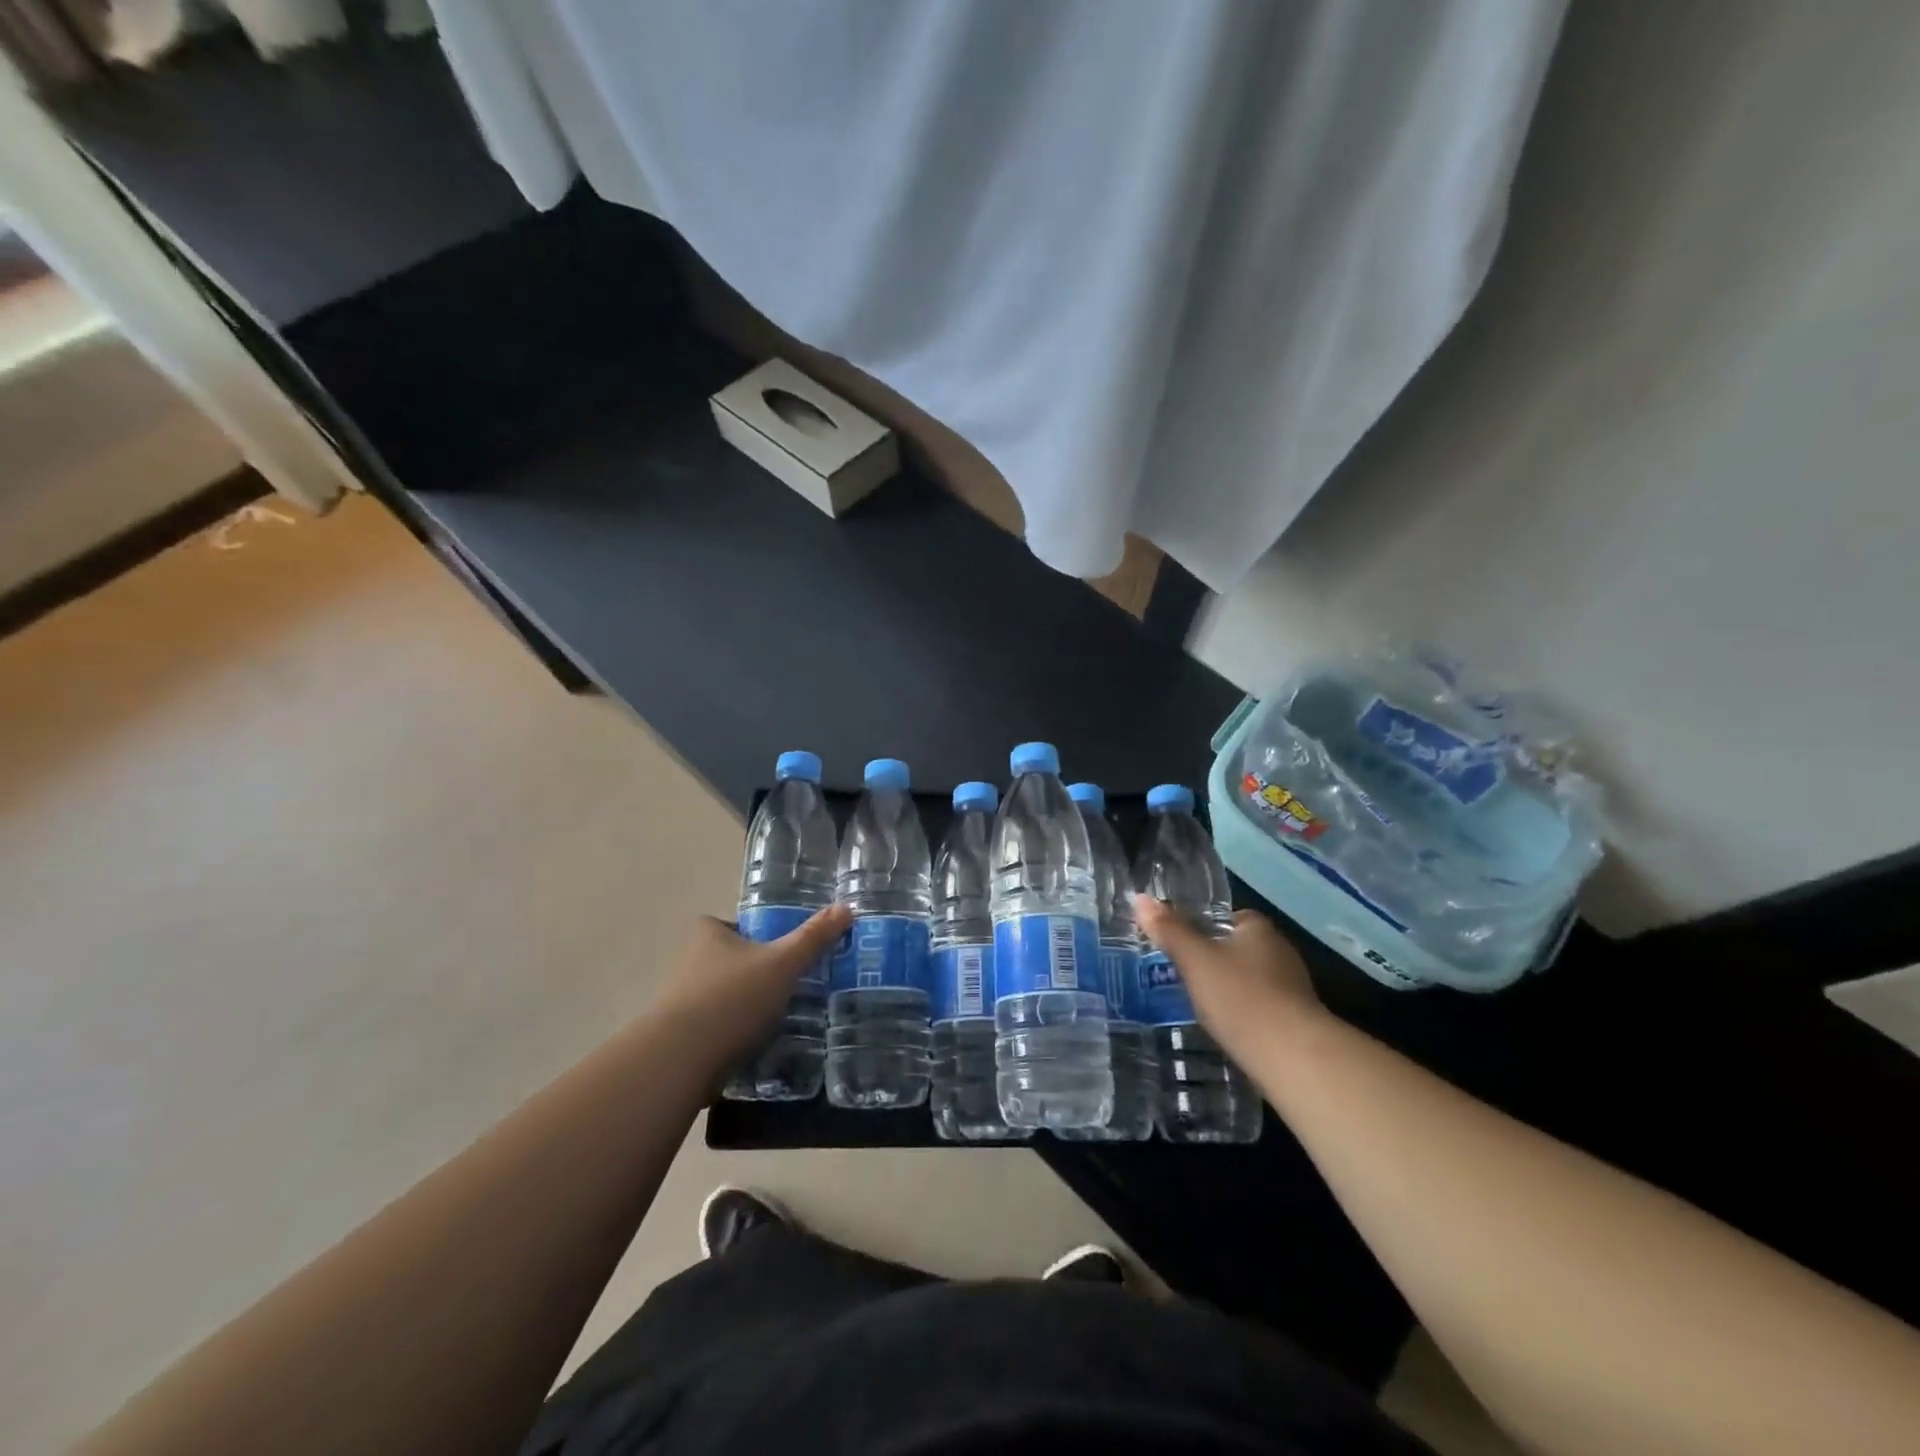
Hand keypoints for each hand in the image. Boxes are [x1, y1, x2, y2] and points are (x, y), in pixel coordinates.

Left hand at [656, 904, 850, 1069]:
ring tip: (780, 1021)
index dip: (759, 937)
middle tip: (790, 988)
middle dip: (757, 975)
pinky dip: (734, 1036)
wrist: (679, 1061)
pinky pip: (715, 1029)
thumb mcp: (783, 963)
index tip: (784, 954)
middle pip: (732, 962)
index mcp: (707, 933)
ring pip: (724, 997)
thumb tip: (846, 907)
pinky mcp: (679, 1038)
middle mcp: (687, 961)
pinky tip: (757, 1048)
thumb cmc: (732, 998)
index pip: (737, 925)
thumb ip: (814, 937)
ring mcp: (679, 1002)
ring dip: (746, 1008)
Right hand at [1132, 896, 1325, 1057]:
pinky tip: (1224, 1027)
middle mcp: (1280, 952)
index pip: (1226, 918)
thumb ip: (1169, 930)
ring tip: (1196, 1003)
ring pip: (1248, 980)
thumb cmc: (1241, 997)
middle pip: (1237, 948)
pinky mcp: (1295, 1021)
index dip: (1202, 928)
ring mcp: (1291, 988)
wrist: (1293, 1058)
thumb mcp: (1195, 960)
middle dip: (1212, 960)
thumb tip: (1140, 898)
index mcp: (1259, 929)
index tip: (1178, 944)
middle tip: (1179, 974)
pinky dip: (1241, 1013)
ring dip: (1227, 989)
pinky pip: (1258, 1007)